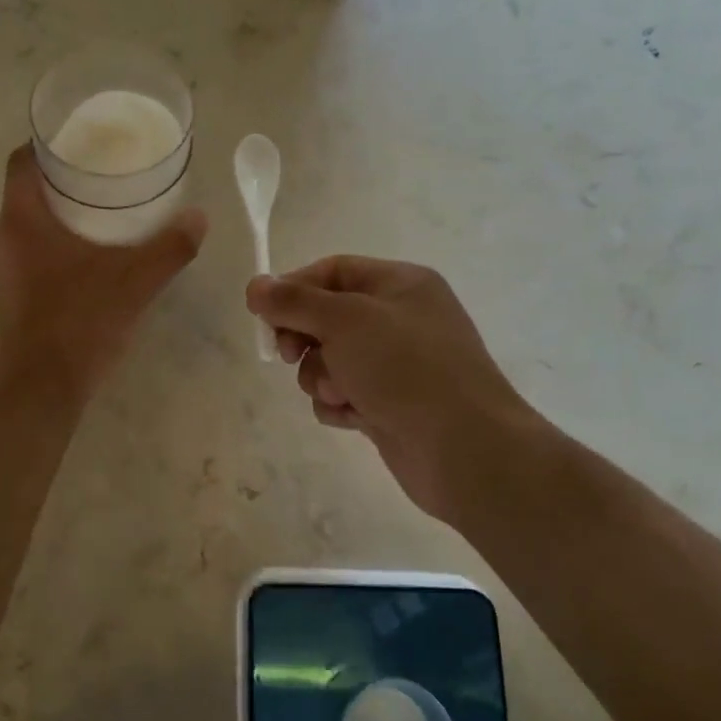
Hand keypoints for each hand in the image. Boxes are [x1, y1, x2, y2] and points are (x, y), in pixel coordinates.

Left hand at [0, 145, 207, 405]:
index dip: (47, 143)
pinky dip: (54, 244)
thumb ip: (170, 247)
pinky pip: (30, 254)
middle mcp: (3, 238)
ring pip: (28, 224)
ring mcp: (3, 271)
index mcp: (22, 219)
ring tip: (101, 212)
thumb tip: (199, 218)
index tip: (81, 140)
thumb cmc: (80, 322)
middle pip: (26, 191)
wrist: (41, 391)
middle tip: (103, 174)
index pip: (21, 161)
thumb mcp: (135, 281)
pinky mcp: (10, 296)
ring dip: (58, 214)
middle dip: (62, 179)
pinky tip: (88, 258)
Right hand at [246, 256, 552, 513]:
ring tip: (341, 394)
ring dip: (322, 376)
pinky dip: (339, 404)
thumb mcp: (345, 321)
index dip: (294, 288)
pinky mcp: (390, 404)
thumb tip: (255, 286)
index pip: (332, 271)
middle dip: (304, 337)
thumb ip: (294, 301)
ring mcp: (397, 365)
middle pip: (327, 316)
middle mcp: (400, 319)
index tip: (263, 314)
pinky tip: (353, 417)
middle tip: (289, 353)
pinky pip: (344, 394)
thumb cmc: (406, 368)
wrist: (465, 449)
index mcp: (400, 284)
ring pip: (331, 359)